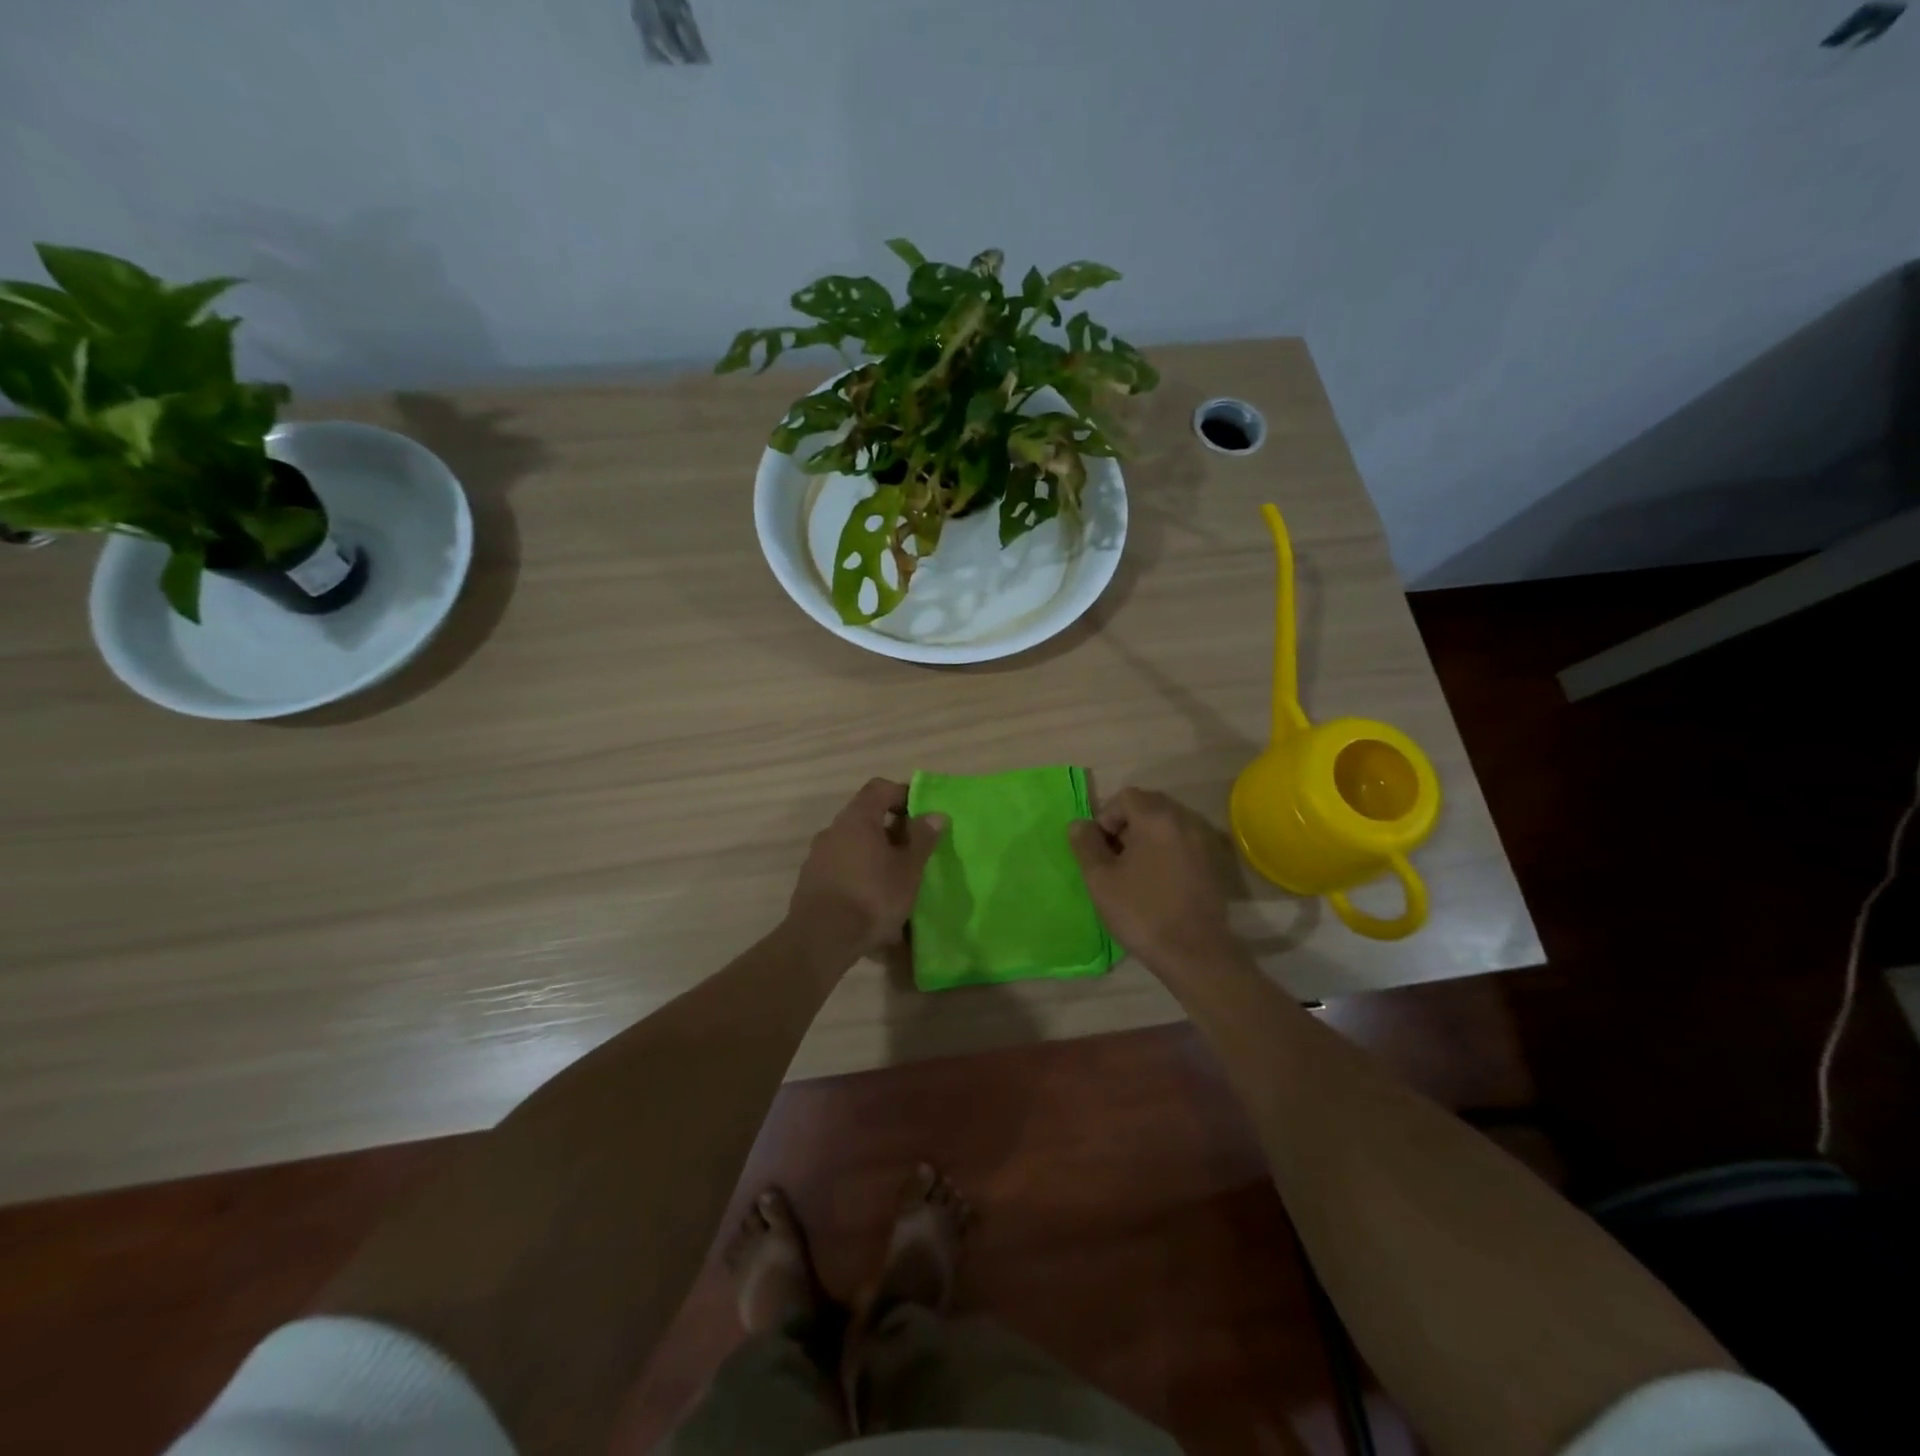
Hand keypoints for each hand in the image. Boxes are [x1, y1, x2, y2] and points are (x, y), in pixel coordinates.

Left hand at [788, 778, 946, 960]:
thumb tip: (935, 814)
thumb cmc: (872, 897)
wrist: (821, 939)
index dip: (903, 794)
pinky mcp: (811, 882)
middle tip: (914, 852)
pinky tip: (874, 903)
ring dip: (875, 856)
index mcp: (857, 819)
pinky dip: (860, 876)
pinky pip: (842, 870)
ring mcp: (818, 857)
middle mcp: (833, 830)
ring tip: (897, 882)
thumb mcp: (908, 869)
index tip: (922, 814)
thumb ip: (922, 839)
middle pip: (866, 818)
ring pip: (854, 846)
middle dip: (892, 831)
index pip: (880, 788)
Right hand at [1069, 787, 1235, 972]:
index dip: (1106, 817)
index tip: (1100, 849)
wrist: (1196, 954)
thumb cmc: (1142, 913)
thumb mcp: (1101, 880)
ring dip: (1147, 837)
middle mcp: (1186, 820)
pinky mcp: (1215, 863)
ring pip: (1168, 824)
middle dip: (1127, 825)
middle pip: (1149, 805)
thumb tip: (1079, 824)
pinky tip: (1159, 881)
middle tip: (1114, 858)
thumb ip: (1086, 845)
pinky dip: (1168, 850)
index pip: (1125, 797)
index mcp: (1157, 818)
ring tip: (1135, 871)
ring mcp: (1205, 841)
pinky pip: (1184, 842)